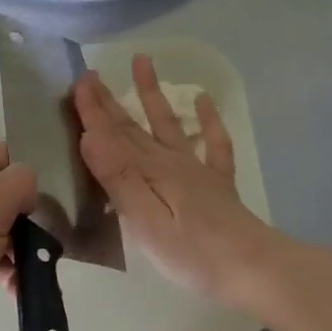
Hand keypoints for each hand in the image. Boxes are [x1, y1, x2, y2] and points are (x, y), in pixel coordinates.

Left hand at [0, 143, 35, 330]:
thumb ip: (15, 187)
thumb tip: (30, 179)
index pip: (5, 156)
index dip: (30, 175)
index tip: (51, 203)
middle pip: (5, 193)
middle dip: (28, 219)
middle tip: (47, 242)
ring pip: (1, 227)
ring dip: (20, 249)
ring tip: (30, 272)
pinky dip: (5, 268)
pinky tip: (14, 288)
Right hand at [73, 55, 279, 306]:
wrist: (253, 268)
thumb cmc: (193, 253)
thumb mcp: (146, 220)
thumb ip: (119, 178)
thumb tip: (90, 135)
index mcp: (150, 172)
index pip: (114, 136)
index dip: (93, 110)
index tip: (77, 82)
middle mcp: (171, 163)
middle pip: (134, 127)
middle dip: (109, 101)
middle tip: (90, 74)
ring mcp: (197, 171)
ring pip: (169, 124)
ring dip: (153, 94)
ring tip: (142, 62)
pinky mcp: (218, 185)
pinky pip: (213, 144)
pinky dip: (208, 120)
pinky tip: (203, 99)